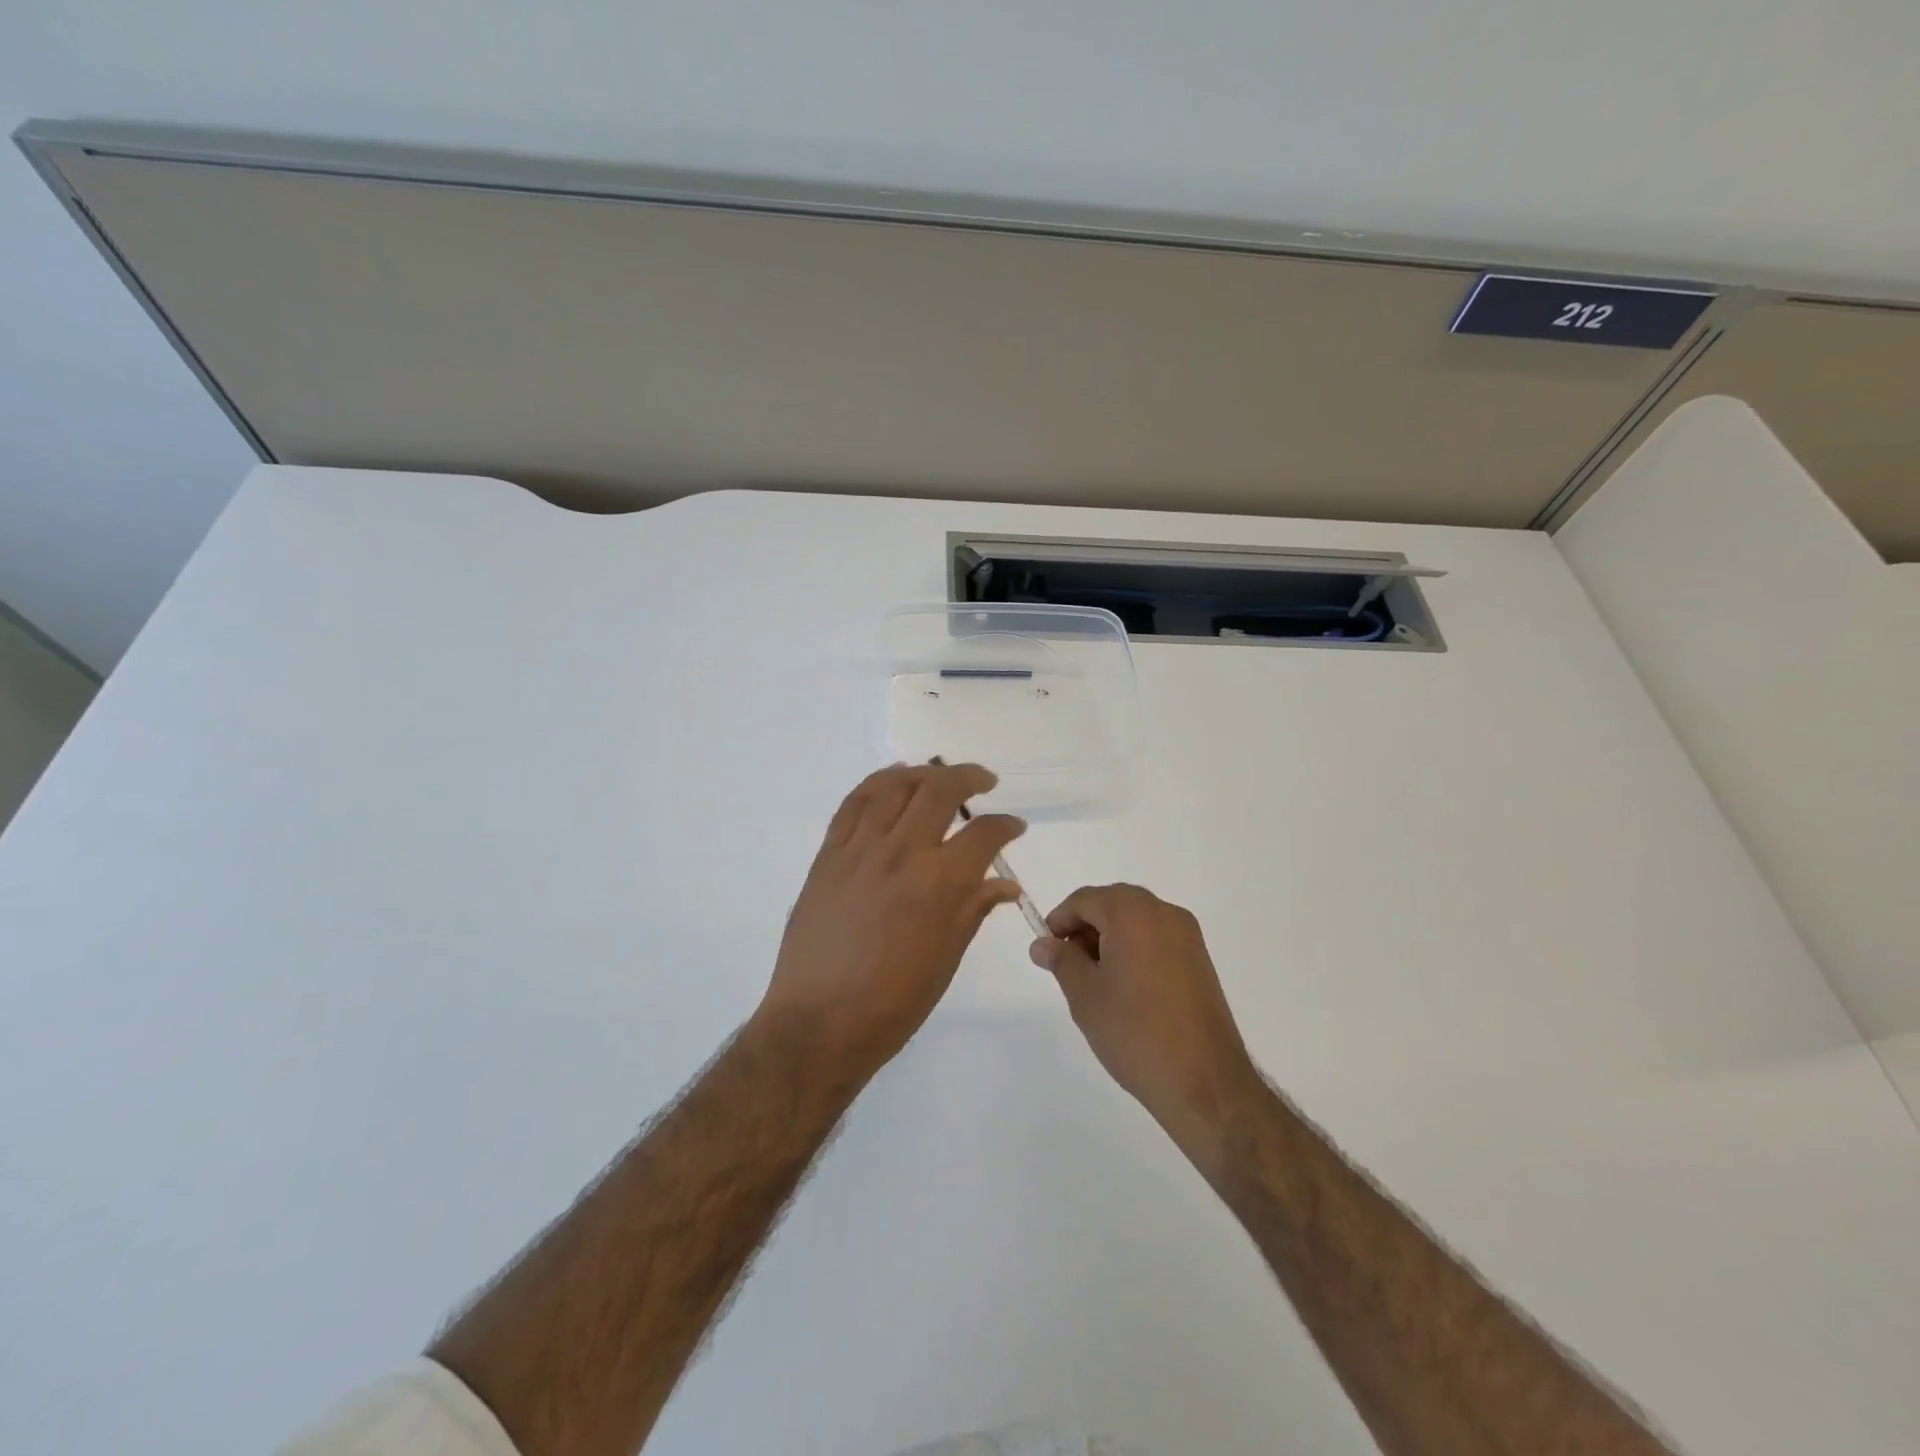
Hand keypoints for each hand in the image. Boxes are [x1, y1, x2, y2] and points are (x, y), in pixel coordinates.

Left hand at [755, 763, 1026, 1087]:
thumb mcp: (946, 959)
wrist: (817, 1023)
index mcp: (939, 883)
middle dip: (969, 778)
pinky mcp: (829, 854)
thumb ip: (973, 909)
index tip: (1014, 827)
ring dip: (923, 774)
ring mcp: (859, 849)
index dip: (1006, 825)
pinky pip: (854, 803)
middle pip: (940, 791)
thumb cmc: (892, 1004)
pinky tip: (892, 780)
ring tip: (939, 777)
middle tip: (984, 782)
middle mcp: (901, 852)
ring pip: (895, 786)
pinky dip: (877, 783)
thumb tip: (1005, 883)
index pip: (983, 834)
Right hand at [1031, 885, 1258, 1145]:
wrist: (1204, 1081)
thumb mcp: (1085, 995)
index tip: (1046, 951)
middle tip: (1068, 964)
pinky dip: (1135, 947)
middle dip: (1085, 926)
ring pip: (1136, 919)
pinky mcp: (1200, 959)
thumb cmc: (1134, 1031)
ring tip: (1095, 979)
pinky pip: (1157, 937)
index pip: (1085, 899)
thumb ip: (1061, 960)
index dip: (1060, 920)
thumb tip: (1043, 944)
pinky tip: (1126, 986)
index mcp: (1132, 913)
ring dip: (1110, 936)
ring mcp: (1187, 935)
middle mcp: (1163, 913)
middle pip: (1113, 903)